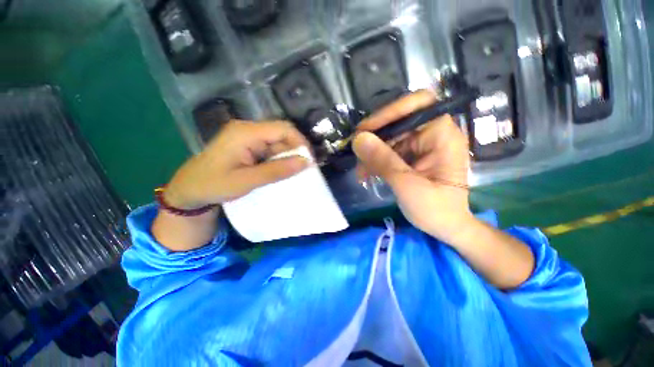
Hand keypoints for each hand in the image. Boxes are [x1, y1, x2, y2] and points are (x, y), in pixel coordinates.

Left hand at [164, 120, 310, 208]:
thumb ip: (277, 170)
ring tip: (294, 173)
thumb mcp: (247, 180)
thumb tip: (306, 162)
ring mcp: (248, 137)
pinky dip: (279, 160)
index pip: (283, 129)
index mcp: (246, 132)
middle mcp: (248, 130)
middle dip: (295, 151)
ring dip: (288, 157)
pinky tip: (281, 171)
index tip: (309, 161)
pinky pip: (270, 149)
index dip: (300, 142)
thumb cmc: (213, 185)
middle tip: (304, 170)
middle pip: (282, 134)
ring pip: (277, 143)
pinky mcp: (248, 146)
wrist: (189, 190)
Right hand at [353, 90, 472, 241]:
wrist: (446, 227)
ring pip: (389, 138)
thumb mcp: (407, 185)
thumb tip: (358, 139)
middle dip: (374, 139)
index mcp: (442, 135)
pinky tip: (367, 174)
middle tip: (356, 154)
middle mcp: (432, 134)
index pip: (418, 103)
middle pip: (397, 122)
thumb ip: (383, 161)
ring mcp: (421, 145)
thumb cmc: (436, 209)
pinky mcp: (412, 156)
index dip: (390, 112)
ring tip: (361, 173)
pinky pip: (389, 151)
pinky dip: (376, 161)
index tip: (365, 131)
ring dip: (371, 153)